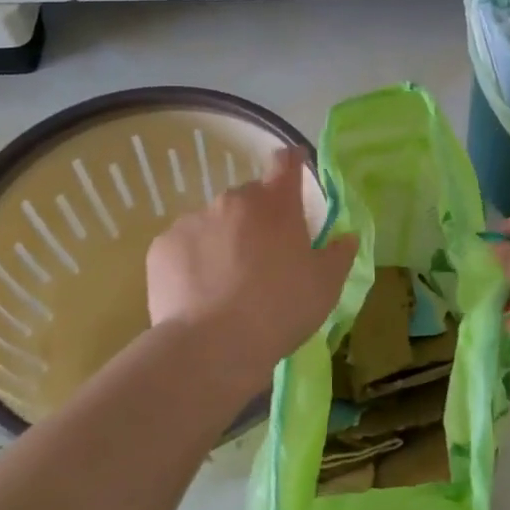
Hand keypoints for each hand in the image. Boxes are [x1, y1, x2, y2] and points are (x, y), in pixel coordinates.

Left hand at [146, 148, 356, 384]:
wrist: (212, 346)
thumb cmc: (280, 309)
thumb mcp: (326, 286)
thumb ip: (339, 254)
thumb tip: (346, 237)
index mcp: (276, 204)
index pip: (286, 163)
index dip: (292, 163)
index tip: (295, 170)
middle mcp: (232, 201)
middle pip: (249, 199)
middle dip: (258, 219)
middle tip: (264, 257)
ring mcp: (192, 220)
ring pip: (214, 223)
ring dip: (224, 240)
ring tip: (227, 284)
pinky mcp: (162, 246)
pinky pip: (184, 246)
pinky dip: (193, 262)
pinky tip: (199, 293)